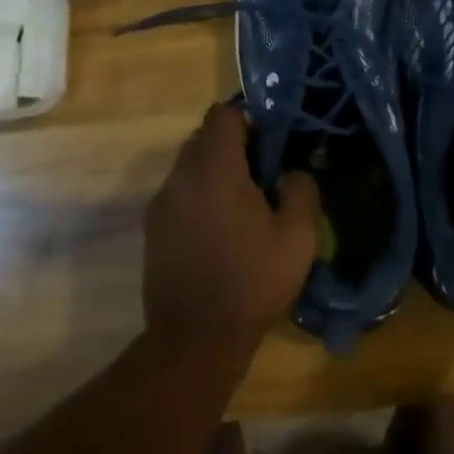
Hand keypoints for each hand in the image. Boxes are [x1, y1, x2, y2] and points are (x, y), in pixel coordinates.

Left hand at [143, 103, 320, 359]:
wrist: (196, 338)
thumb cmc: (252, 281)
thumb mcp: (298, 237)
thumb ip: (301, 190)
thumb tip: (291, 172)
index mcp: (215, 169)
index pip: (222, 115)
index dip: (248, 122)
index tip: (268, 148)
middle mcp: (181, 177)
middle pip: (202, 139)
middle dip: (230, 148)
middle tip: (259, 179)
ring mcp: (161, 204)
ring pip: (188, 169)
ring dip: (212, 176)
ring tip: (239, 211)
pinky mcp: (152, 231)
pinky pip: (177, 197)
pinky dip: (197, 201)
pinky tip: (217, 235)